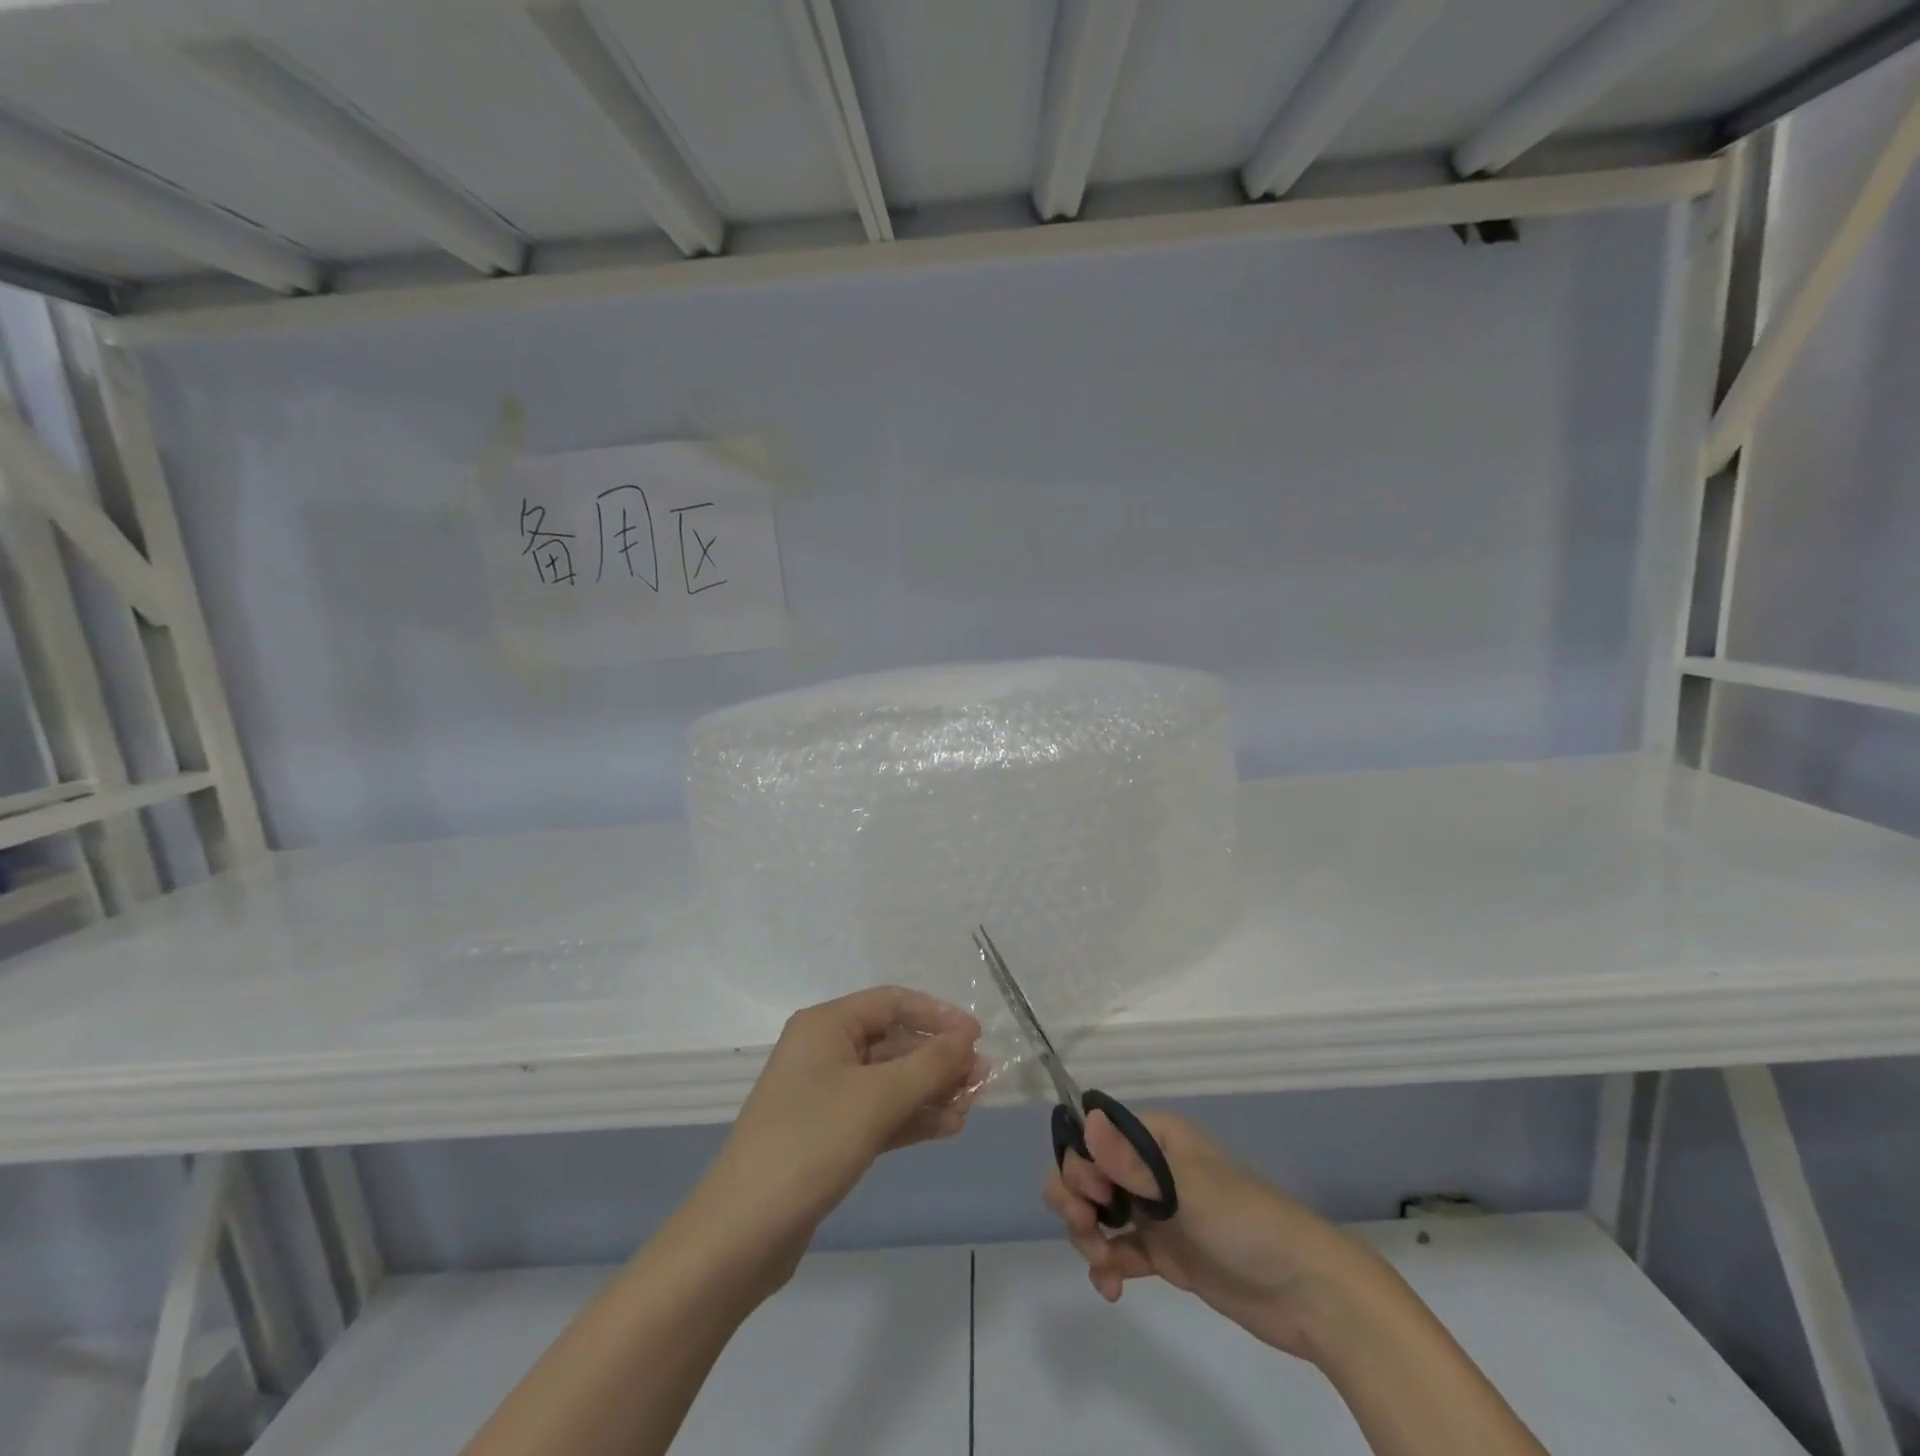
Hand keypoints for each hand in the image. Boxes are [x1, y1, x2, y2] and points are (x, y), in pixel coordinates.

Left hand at [702, 987, 982, 1273]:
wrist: (743, 1233)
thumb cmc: (811, 1143)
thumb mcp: (877, 1098)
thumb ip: (929, 1065)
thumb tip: (968, 1038)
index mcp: (826, 1025)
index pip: (892, 1002)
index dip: (937, 1015)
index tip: (977, 1036)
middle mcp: (824, 1051)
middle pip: (893, 1042)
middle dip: (938, 1059)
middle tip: (982, 1079)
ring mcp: (824, 1094)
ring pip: (889, 1080)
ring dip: (930, 1090)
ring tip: (972, 1107)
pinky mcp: (828, 1134)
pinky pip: (878, 1113)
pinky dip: (911, 1117)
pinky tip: (948, 1127)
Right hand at [1044, 1109, 1373, 1362]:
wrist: (1305, 1292)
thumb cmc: (1245, 1222)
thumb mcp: (1187, 1190)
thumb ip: (1132, 1163)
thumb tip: (1086, 1118)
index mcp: (1156, 1138)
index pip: (1096, 1135)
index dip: (1080, 1161)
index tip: (1092, 1195)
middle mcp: (1150, 1168)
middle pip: (1089, 1172)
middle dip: (1076, 1199)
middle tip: (1088, 1228)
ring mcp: (1156, 1211)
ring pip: (1097, 1212)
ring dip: (1087, 1235)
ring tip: (1103, 1265)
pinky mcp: (1163, 1252)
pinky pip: (1117, 1250)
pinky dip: (1106, 1265)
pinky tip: (1111, 1288)